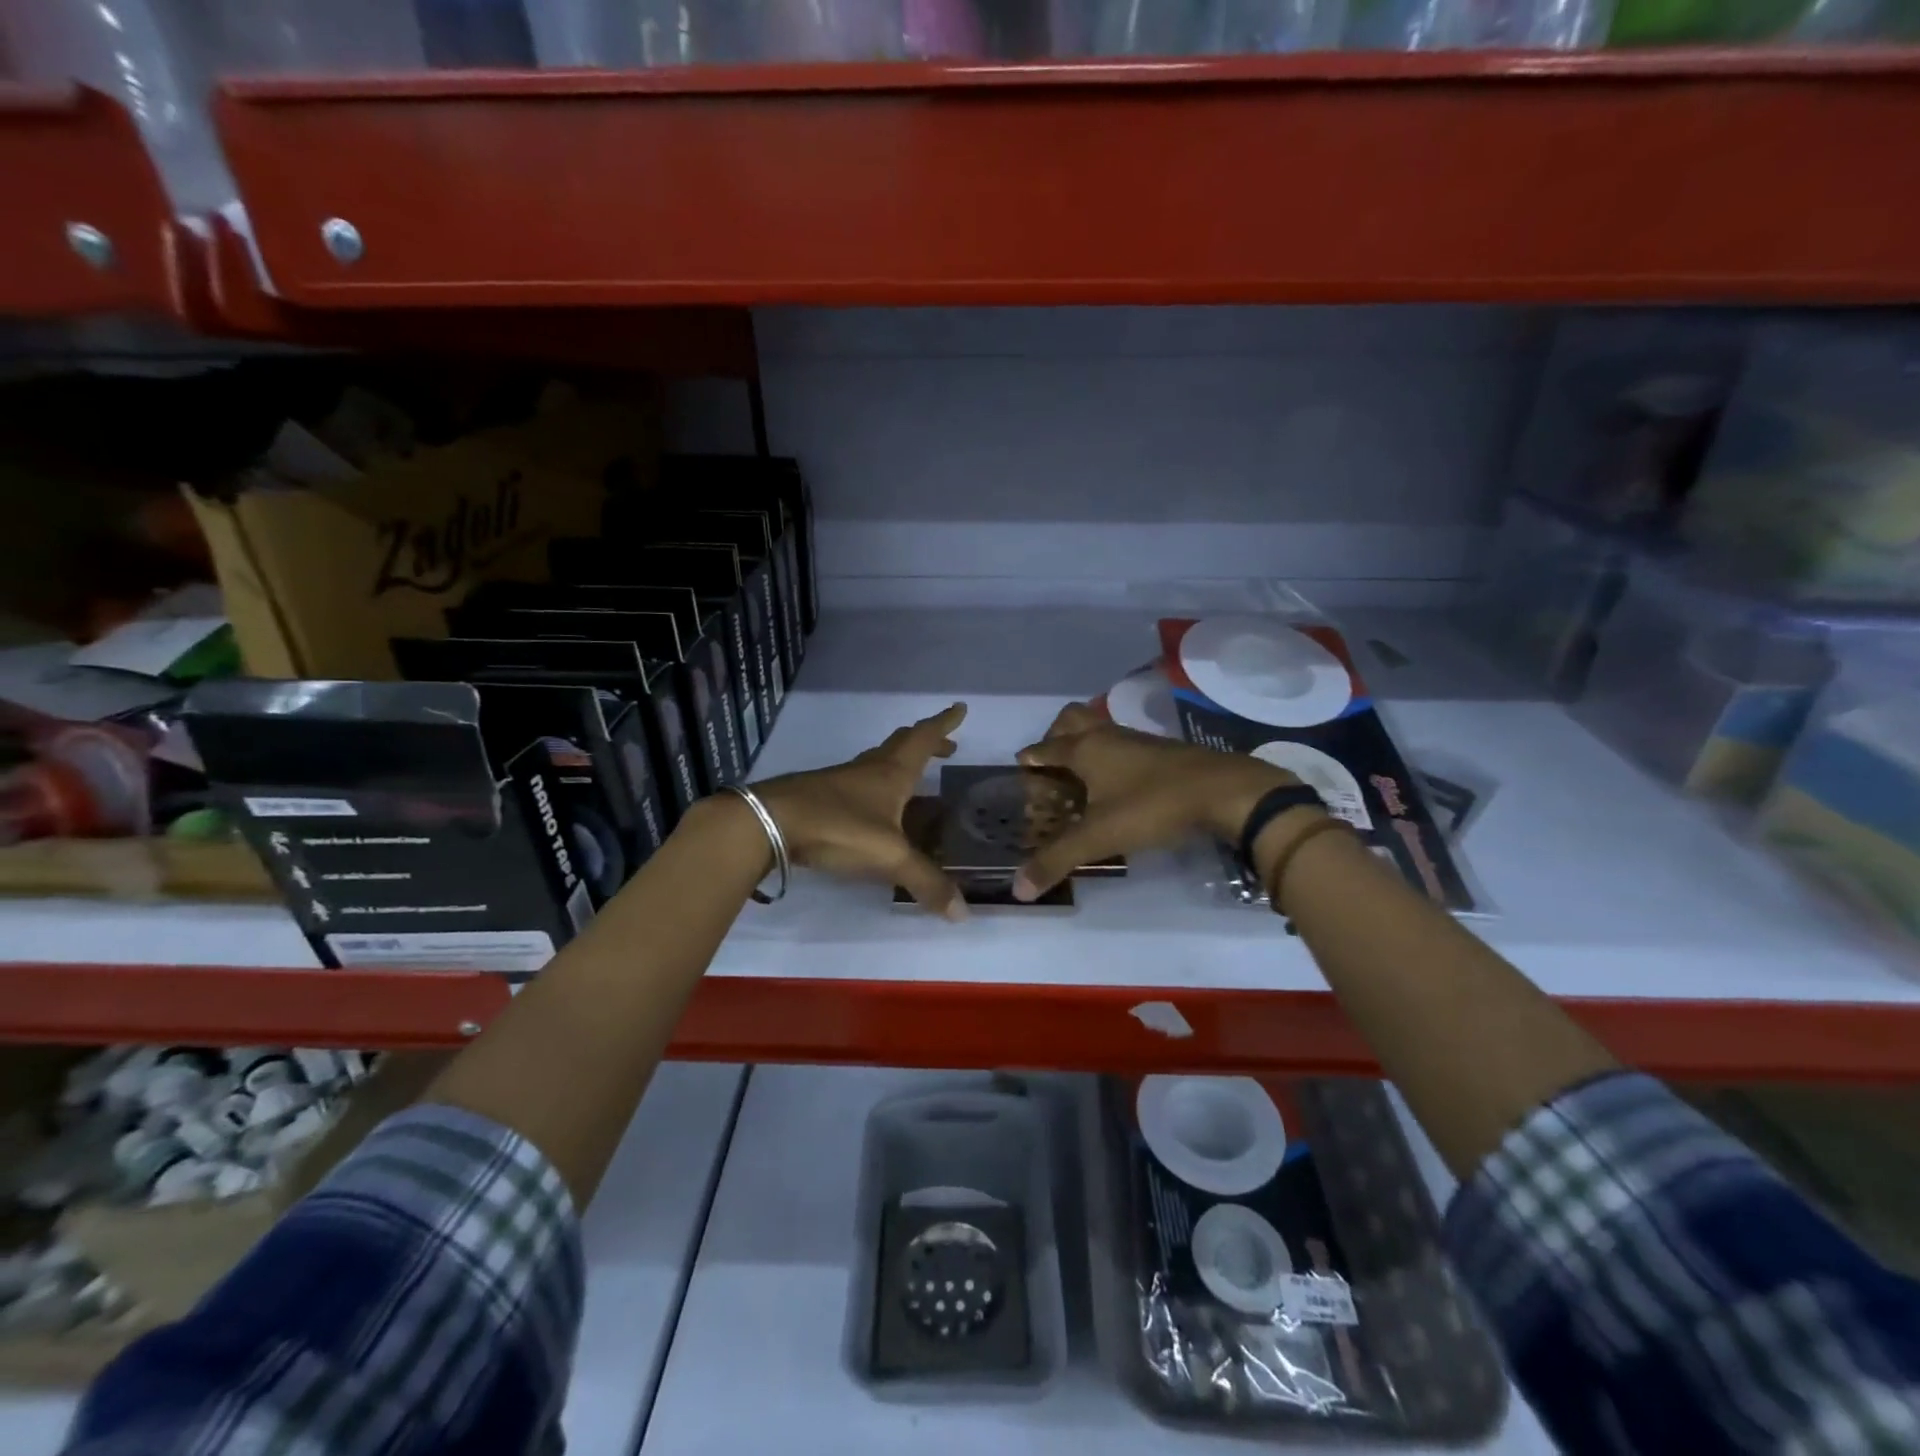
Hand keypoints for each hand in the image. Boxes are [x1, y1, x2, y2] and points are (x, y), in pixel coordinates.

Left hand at [754, 703, 968, 919]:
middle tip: (947, 747)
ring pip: (878, 764)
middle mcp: (869, 770)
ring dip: (900, 765)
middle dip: (926, 743)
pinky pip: (860, 786)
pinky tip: (875, 811)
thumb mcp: (889, 856)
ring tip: (915, 781)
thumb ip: (925, 882)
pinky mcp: (821, 798)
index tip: (959, 708)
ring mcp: (841, 782)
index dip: (944, 723)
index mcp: (892, 773)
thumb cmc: (837, 827)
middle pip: (901, 745)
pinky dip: (878, 790)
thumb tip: (963, 913)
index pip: (924, 738)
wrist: (768, 822)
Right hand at [1011, 703, 1297, 900]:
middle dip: (1055, 735)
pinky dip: (1111, 754)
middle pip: (1071, 719)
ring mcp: (1136, 740)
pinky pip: (1123, 742)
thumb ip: (1056, 860)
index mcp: (1085, 749)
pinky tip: (1119, 781)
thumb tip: (1018, 889)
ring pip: (1100, 728)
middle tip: (1051, 763)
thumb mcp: (1099, 837)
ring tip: (1081, 774)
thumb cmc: (1151, 806)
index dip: (1030, 758)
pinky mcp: (1161, 750)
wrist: (1223, 790)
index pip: (1045, 748)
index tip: (1020, 768)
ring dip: (1085, 742)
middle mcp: (1106, 736)